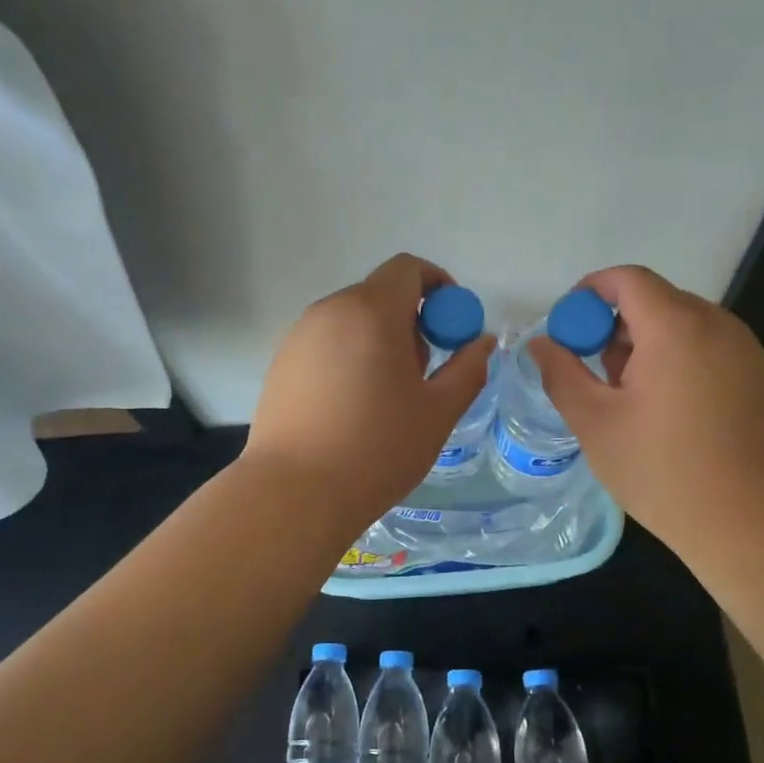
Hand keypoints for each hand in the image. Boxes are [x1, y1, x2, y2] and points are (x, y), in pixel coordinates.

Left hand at [245, 254, 495, 531]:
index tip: (450, 326)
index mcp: (371, 311)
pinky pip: (326, 344)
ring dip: (379, 341)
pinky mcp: (280, 364)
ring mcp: (298, 337)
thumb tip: (482, 341)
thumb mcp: (438, 412)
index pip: (408, 268)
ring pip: (351, 321)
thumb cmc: (378, 449)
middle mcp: (330, 311)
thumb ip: (468, 369)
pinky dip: (349, 358)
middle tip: (422, 373)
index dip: (438, 286)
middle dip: (410, 321)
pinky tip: (351, 409)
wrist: (296, 494)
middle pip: (380, 294)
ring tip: (386, 397)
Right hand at [527, 266, 763, 553]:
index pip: (627, 279)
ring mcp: (744, 349)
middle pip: (655, 299)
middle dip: (615, 326)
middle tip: (595, 376)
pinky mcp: (759, 375)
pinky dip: (677, 360)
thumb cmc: (662, 470)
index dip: (590, 293)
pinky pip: (707, 347)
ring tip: (631, 400)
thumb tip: (540, 343)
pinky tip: (669, 412)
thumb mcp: (595, 423)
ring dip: (646, 345)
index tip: (568, 329)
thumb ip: (561, 374)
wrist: (750, 519)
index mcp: (675, 327)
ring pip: (682, 324)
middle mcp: (716, 324)